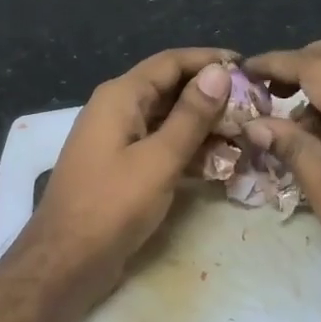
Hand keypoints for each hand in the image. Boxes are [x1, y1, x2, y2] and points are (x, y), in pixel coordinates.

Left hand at [7, 47, 236, 309]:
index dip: (209, 60)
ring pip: (168, 119)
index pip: (171, 62)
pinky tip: (220, 162)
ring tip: (245, 134)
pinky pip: (160, 144)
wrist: (65, 261)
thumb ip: (190, 116)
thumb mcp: (158, 160)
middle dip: (211, 95)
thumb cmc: (111, 206)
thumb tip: (219, 72)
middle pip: (170, 88)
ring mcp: (118, 138)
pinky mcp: (122, 166)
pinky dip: (188, 149)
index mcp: (121, 96)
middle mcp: (117, 109)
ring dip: (203, 125)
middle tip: (254, 106)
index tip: (248, 66)